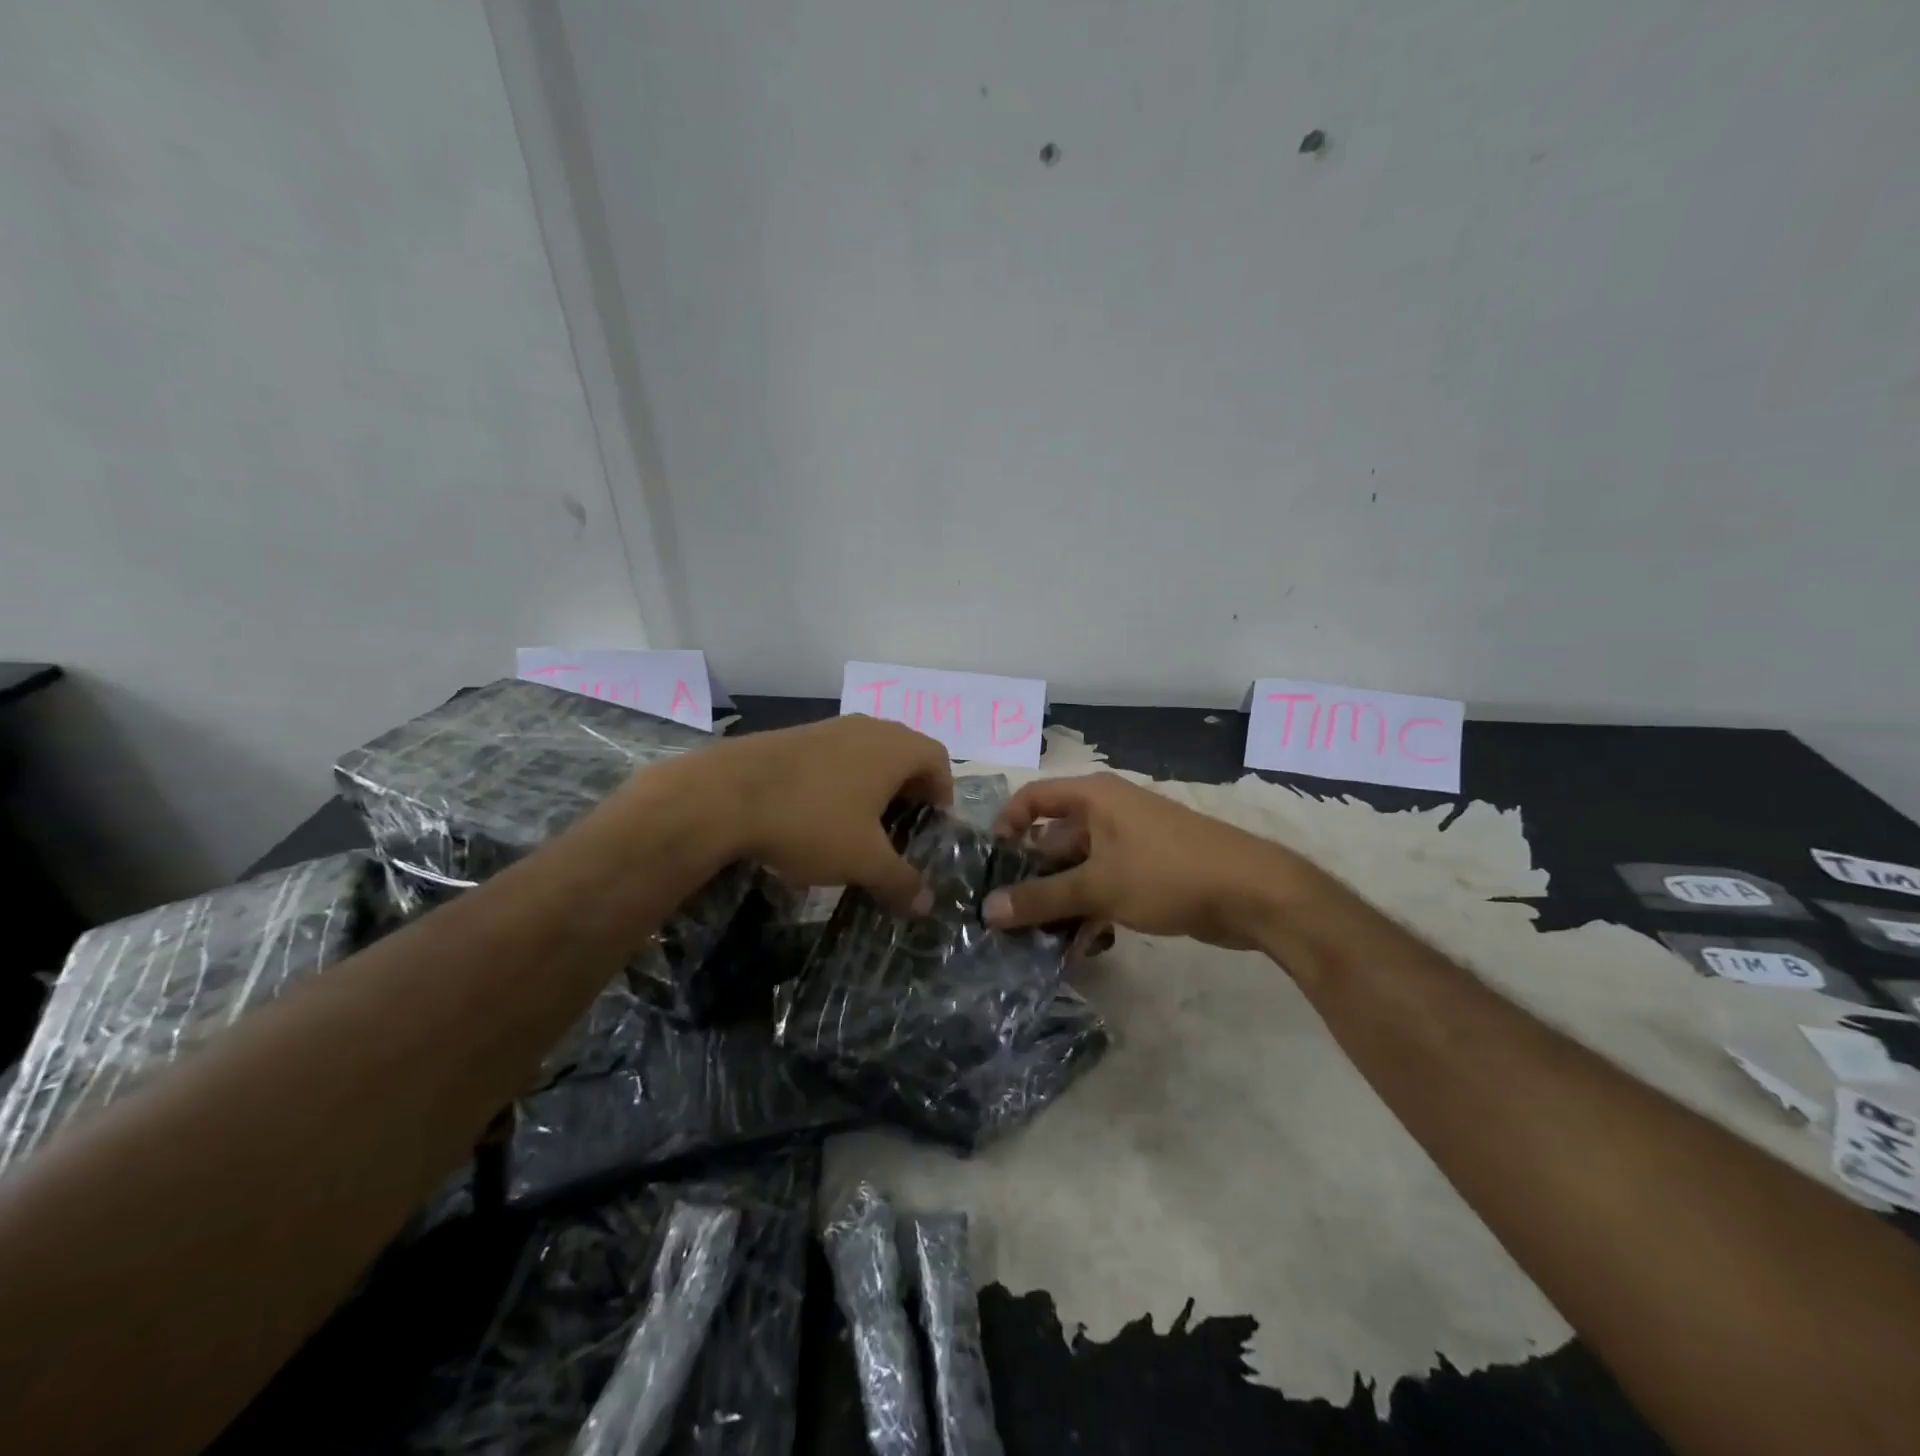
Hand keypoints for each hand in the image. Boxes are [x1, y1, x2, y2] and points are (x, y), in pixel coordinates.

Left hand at [713, 715, 953, 914]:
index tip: (930, 828)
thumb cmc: (811, 821)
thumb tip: (926, 906)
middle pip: (905, 754)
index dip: (942, 794)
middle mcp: (868, 728)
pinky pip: (835, 756)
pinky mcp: (795, 736)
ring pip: (868, 754)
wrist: (724, 795)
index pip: (938, 760)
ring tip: (859, 828)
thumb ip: (901, 882)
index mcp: (895, 748)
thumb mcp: (863, 861)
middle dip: (908, 793)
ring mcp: (829, 727)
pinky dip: (840, 782)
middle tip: (899, 832)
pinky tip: (818, 816)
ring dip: (873, 788)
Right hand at [983, 773, 1318, 947]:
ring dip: (1061, 900)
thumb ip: (1041, 898)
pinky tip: (1084, 945)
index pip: (1033, 797)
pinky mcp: (1148, 870)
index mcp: (1093, 796)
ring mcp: (1130, 841)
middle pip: (1054, 838)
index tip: (991, 864)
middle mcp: (1108, 811)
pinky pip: (1106, 883)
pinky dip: (1091, 908)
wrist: (1252, 892)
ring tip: (1040, 939)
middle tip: (1008, 915)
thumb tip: (988, 910)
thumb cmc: (1167, 873)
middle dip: (1033, 876)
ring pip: (1080, 867)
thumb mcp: (1098, 886)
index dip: (1006, 824)